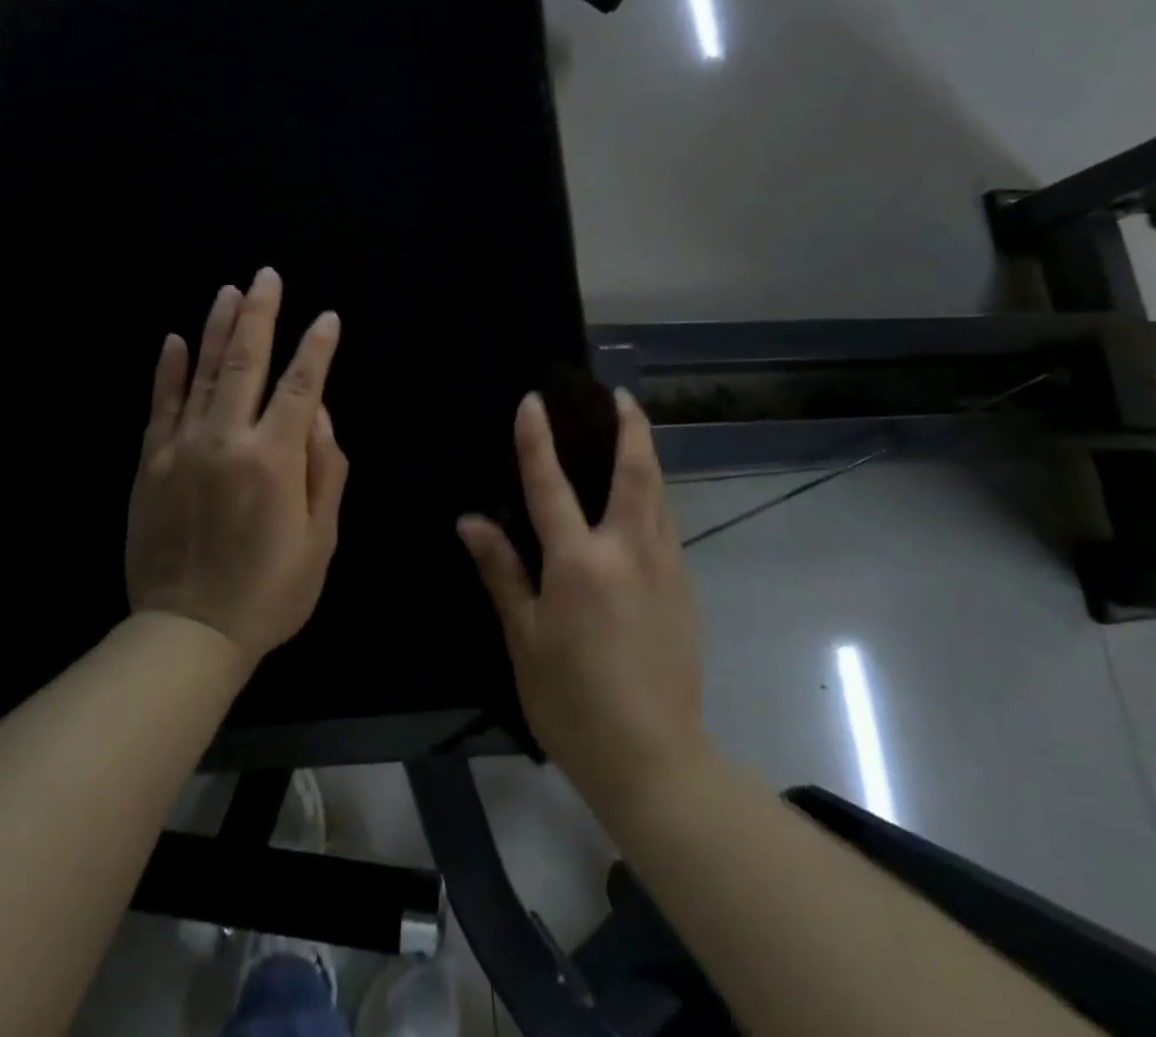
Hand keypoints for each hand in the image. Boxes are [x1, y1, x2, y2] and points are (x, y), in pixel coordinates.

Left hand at [125, 269, 348, 665]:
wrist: (188, 633)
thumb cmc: (269, 591)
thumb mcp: (320, 539)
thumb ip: (325, 470)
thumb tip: (320, 415)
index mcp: (274, 459)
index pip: (302, 385)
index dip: (316, 348)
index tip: (326, 318)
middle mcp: (226, 440)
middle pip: (246, 362)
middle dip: (261, 315)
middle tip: (267, 276)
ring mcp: (181, 448)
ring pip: (201, 372)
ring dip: (217, 328)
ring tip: (229, 292)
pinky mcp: (150, 463)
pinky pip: (160, 405)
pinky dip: (168, 371)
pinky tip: (173, 340)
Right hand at [459, 390, 705, 817]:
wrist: (653, 759)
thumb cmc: (572, 701)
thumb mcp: (523, 639)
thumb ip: (502, 572)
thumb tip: (471, 521)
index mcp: (580, 563)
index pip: (551, 485)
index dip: (537, 440)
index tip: (534, 401)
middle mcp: (628, 551)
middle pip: (635, 472)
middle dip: (630, 427)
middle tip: (621, 396)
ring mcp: (664, 568)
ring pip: (660, 495)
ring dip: (647, 457)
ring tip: (634, 433)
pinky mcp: (684, 590)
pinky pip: (667, 526)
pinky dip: (654, 497)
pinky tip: (643, 502)